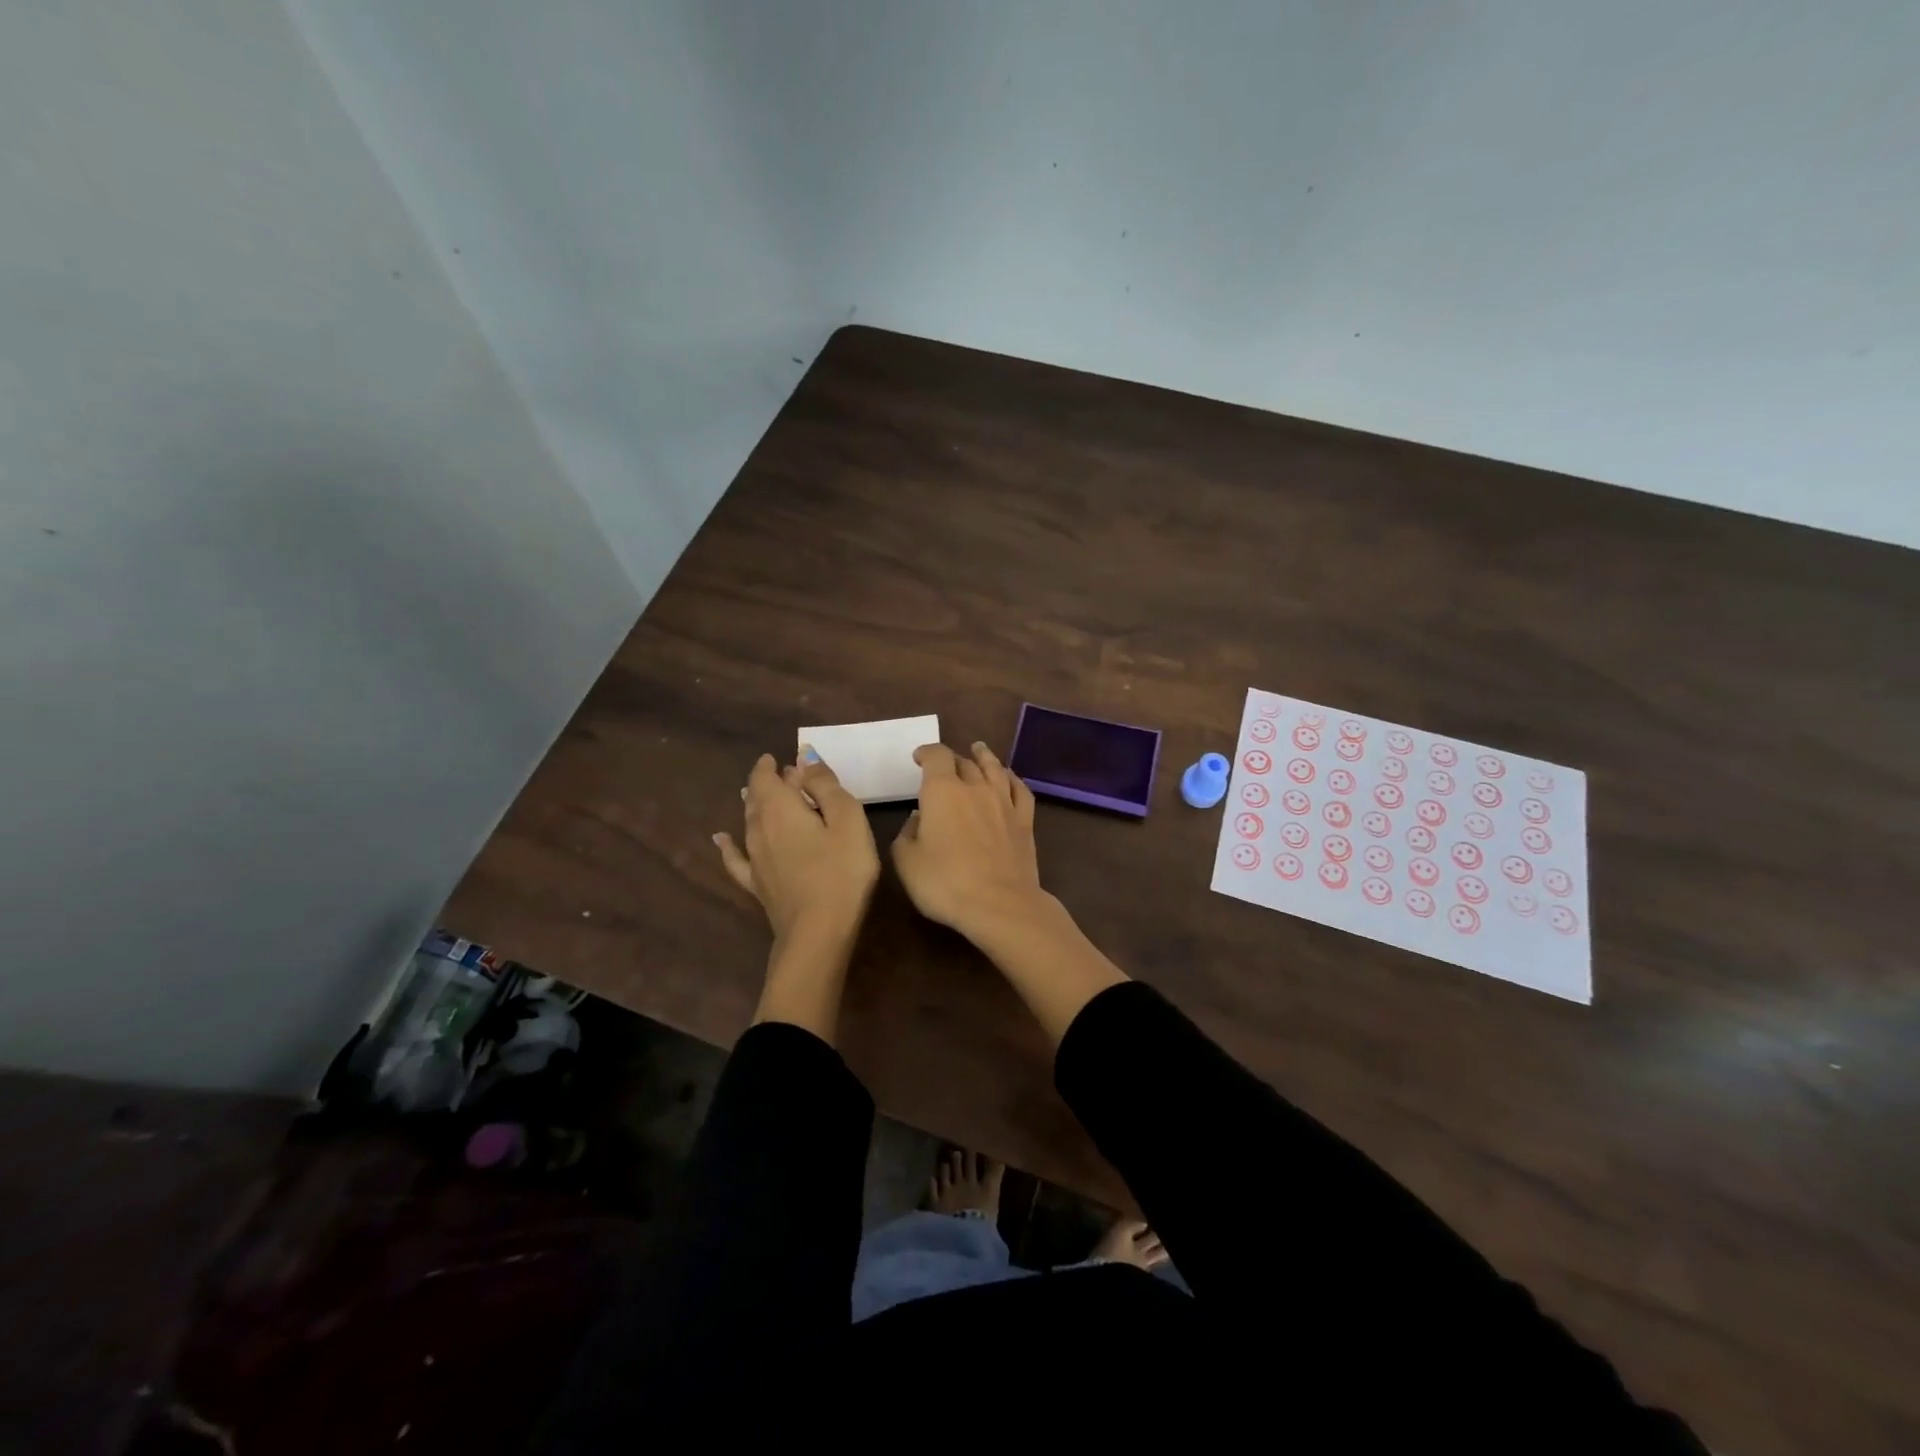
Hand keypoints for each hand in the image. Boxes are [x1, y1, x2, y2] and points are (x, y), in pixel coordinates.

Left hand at [714, 751, 879, 942]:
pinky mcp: (756, 884)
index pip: (765, 777)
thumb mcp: (847, 819)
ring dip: (754, 805)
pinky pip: (735, 857)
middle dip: (766, 783)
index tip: (778, 758)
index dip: (770, 765)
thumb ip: (826, 786)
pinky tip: (721, 840)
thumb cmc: (841, 871)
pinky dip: (728, 845)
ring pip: (747, 822)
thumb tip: (804, 757)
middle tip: (782, 776)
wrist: (817, 932)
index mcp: (780, 808)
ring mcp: (753, 858)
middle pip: (755, 797)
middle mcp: (758, 828)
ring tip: (757, 796)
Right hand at [891, 741, 1042, 938]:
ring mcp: (1004, 803)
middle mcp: (975, 788)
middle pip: (964, 762)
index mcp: (942, 791)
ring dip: (984, 757)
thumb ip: (907, 835)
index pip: (936, 757)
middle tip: (943, 765)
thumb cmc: (945, 883)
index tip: (918, 757)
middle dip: (951, 759)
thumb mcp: (907, 862)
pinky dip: (1012, 779)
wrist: (1000, 904)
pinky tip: (1009, 778)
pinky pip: (1020, 790)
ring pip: (994, 769)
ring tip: (979, 750)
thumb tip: (918, 819)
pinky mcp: (1024, 822)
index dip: (926, 753)